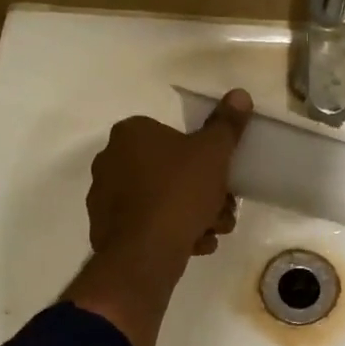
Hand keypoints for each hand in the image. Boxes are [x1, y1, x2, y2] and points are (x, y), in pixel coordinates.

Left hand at [87, 89, 251, 264]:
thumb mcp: (213, 153)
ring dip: (191, 215)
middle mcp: (110, 160)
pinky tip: (192, 246)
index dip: (203, 158)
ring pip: (160, 200)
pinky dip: (170, 233)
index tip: (222, 178)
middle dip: (201, 193)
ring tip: (212, 233)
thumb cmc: (180, 192)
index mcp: (131, 134)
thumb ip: (227, 124)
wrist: (146, 252)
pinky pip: (146, 225)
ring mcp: (104, 197)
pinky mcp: (106, 230)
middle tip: (222, 210)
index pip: (172, 136)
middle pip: (169, 172)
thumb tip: (240, 94)